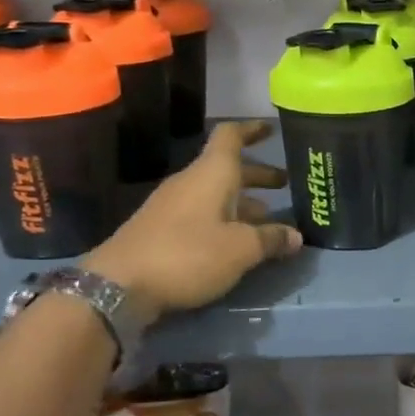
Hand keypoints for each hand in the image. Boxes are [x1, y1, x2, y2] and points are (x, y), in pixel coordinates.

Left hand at [84, 121, 301, 318]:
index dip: (252, 130)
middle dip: (258, 175)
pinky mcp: (162, 230)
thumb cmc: (187, 255)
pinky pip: (203, 214)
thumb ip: (270, 239)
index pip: (231, 137)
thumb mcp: (240, 249)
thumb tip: (296, 236)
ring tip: (269, 217)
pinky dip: (225, 219)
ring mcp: (173, 206)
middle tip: (286, 184)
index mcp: (212, 174)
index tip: (272, 129)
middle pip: (228, 168)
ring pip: (216, 193)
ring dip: (244, 201)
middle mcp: (192, 182)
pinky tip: (238, 241)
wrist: (118, 286)